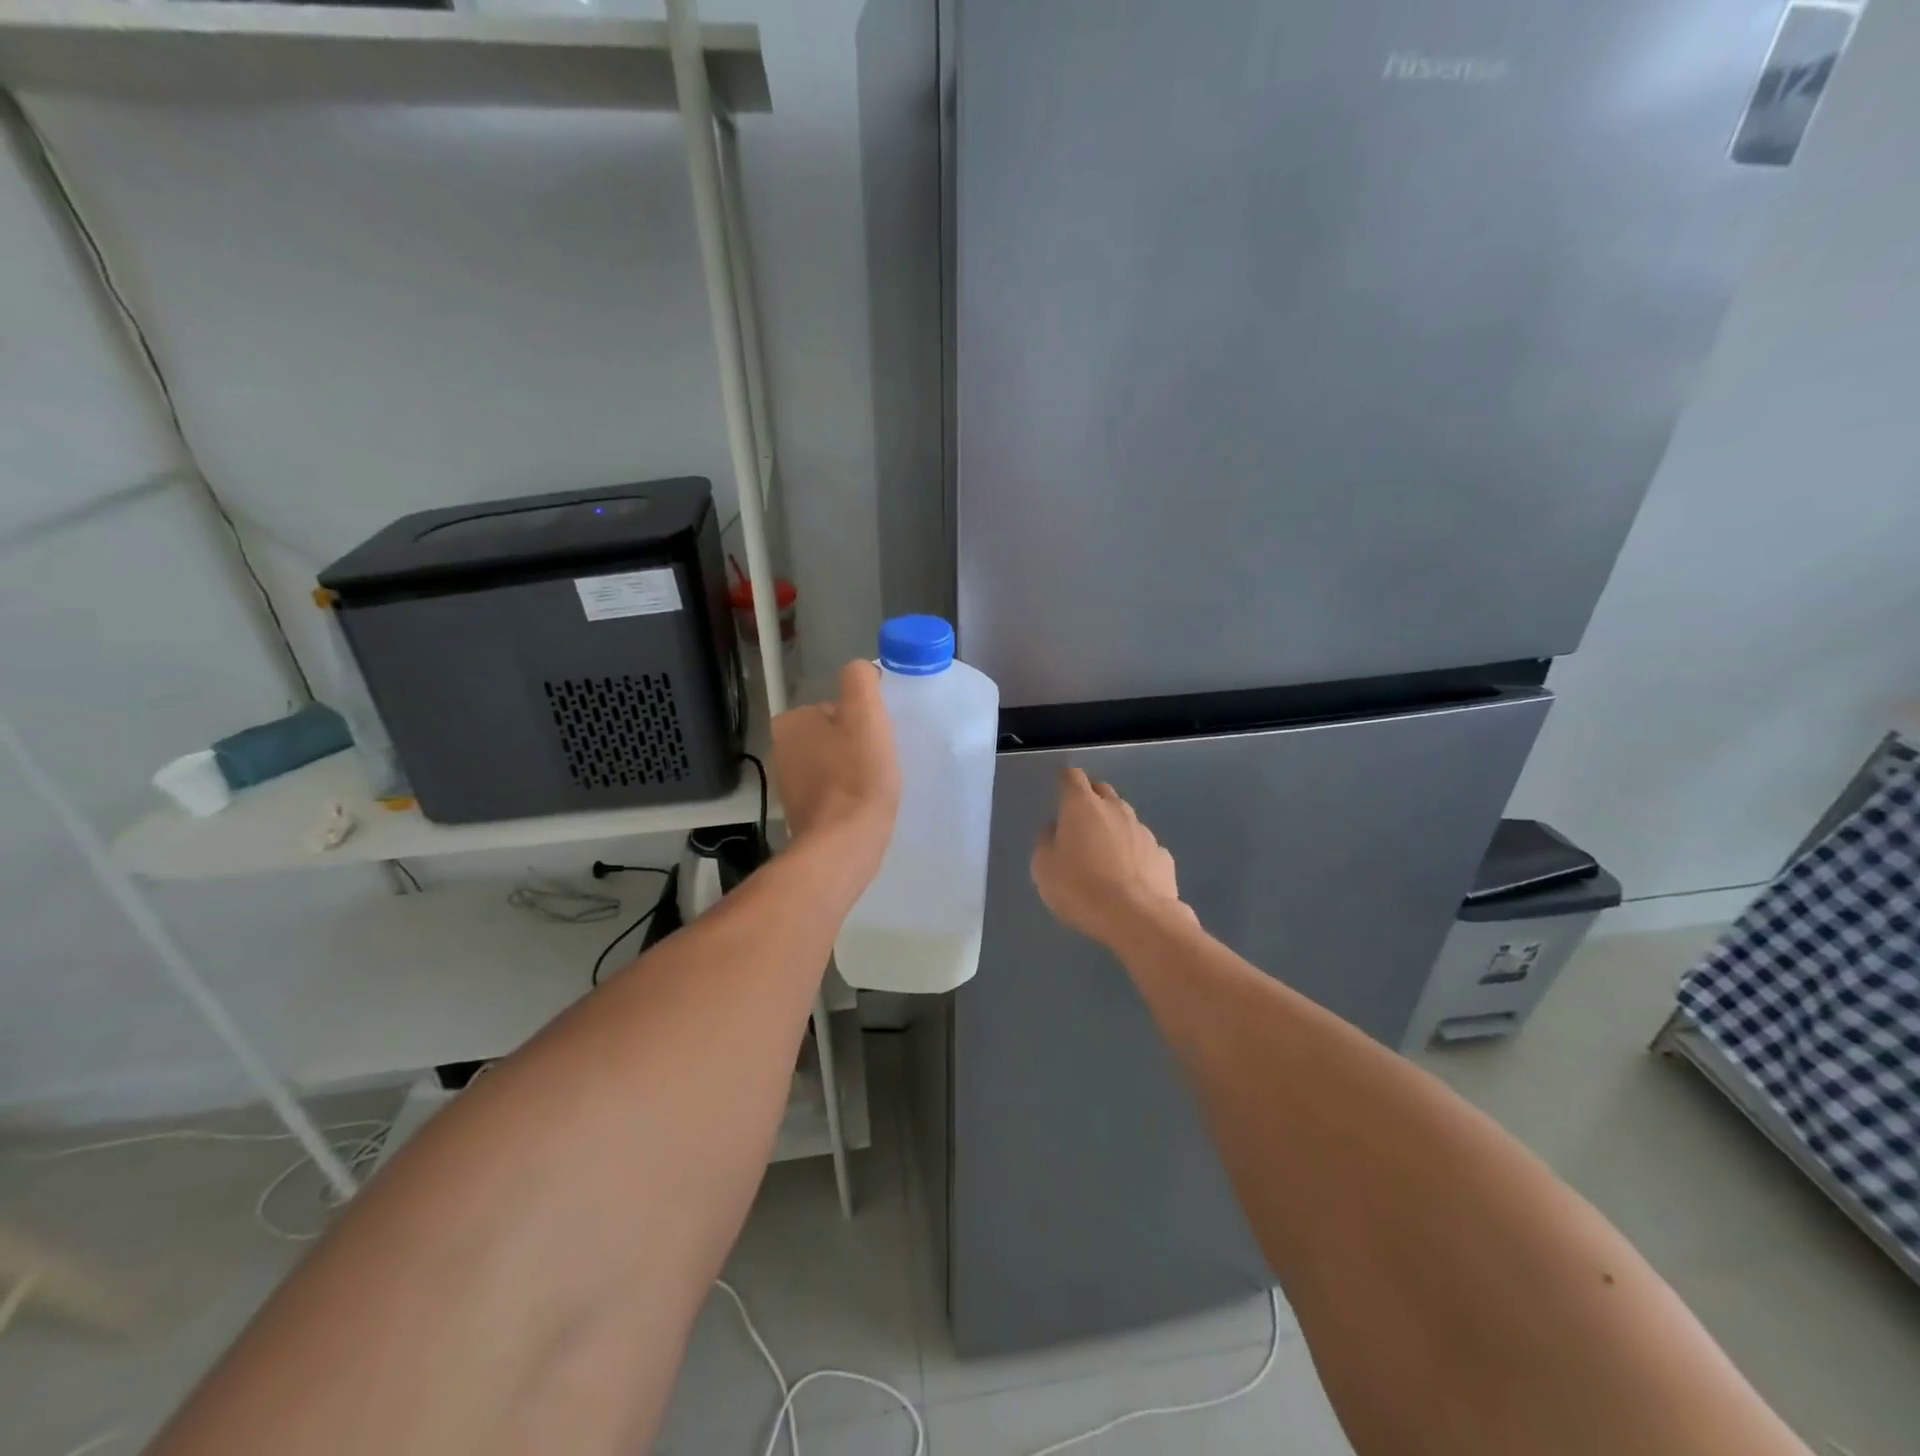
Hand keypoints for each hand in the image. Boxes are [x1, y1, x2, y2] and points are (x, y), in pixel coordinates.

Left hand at [771, 660, 900, 879]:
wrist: (845, 843)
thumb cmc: (857, 775)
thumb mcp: (865, 713)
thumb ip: (860, 680)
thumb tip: (862, 671)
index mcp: (790, 722)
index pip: (836, 707)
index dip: (862, 720)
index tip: (878, 738)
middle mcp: (781, 750)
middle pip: (834, 735)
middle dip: (856, 745)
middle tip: (879, 762)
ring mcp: (788, 785)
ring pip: (833, 764)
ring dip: (854, 771)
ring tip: (874, 786)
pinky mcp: (801, 814)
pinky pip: (832, 792)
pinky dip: (848, 795)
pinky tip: (863, 806)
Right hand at [1031, 768, 1192, 946]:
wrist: (1137, 919)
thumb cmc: (1081, 889)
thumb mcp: (1044, 869)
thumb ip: (1046, 842)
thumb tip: (1056, 830)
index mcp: (1082, 806)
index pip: (1072, 777)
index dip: (1065, 782)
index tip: (1060, 795)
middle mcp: (1116, 809)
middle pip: (1102, 792)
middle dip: (1090, 801)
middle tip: (1079, 826)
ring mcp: (1143, 830)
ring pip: (1125, 819)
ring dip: (1113, 829)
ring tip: (1105, 858)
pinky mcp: (1163, 854)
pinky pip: (1143, 847)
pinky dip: (1134, 855)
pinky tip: (1129, 879)